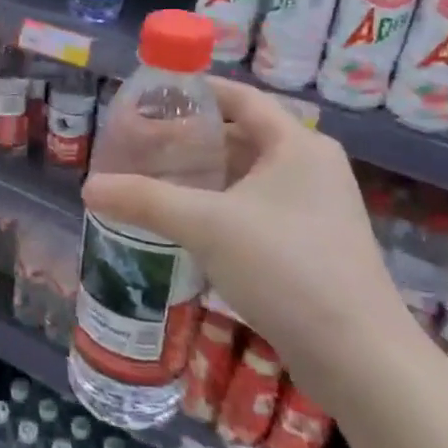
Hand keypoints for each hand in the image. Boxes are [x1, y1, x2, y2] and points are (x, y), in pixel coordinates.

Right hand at [81, 77, 420, 418]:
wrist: (358, 356)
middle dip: (191, 138)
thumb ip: (145, 200)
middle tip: (141, 144)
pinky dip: (221, 204)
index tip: (152, 96)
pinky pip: (256, 207)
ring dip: (204, 175)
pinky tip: (187, 222)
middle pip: (242, 135)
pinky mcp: (311, 243)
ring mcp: (315, 207)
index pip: (241, 98)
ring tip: (154, 179)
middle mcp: (311, 167)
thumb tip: (89, 187)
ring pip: (248, 175)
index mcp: (297, 145)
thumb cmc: (286, 268)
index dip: (196, 91)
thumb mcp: (206, 226)